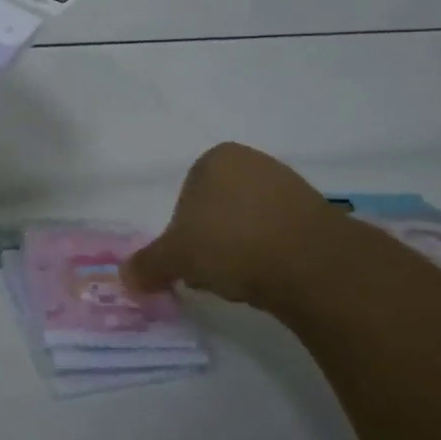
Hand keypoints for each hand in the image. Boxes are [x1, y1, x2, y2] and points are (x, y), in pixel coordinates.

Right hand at [122, 142, 370, 318]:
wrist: (309, 261)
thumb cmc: (230, 243)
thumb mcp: (176, 256)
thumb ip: (148, 264)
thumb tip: (124, 277)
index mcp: (215, 158)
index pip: (186, 197)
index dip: (183, 233)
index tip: (190, 262)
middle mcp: (252, 161)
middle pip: (218, 208)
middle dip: (212, 241)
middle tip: (213, 273)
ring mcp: (288, 183)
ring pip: (249, 221)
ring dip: (241, 248)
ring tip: (244, 280)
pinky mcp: (316, 211)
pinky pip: (280, 233)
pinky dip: (271, 253)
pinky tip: (271, 276)